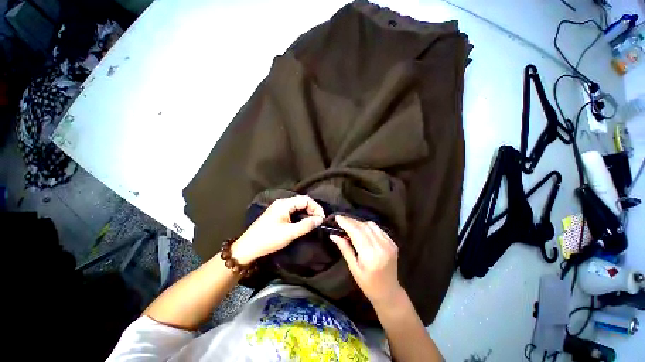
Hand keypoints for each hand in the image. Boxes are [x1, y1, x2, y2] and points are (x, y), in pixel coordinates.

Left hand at [231, 195, 324, 264]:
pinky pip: (292, 210)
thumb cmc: (269, 239)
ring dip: (307, 212)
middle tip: (319, 221)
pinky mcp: (277, 213)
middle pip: (302, 201)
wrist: (248, 247)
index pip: (305, 199)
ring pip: (297, 206)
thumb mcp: (290, 233)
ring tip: (313, 222)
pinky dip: (300, 215)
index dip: (316, 207)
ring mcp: (278, 207)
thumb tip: (320, 219)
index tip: (322, 218)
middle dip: (312, 210)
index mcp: (284, 204)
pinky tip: (303, 222)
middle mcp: (282, 202)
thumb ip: (306, 225)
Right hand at [330, 215, 403, 307]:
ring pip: (371, 225)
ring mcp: (389, 244)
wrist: (389, 292)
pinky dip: (368, 226)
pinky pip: (378, 229)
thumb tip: (333, 235)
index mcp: (370, 255)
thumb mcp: (353, 268)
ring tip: (350, 224)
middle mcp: (381, 246)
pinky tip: (362, 229)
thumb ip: (345, 248)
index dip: (346, 223)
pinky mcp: (393, 243)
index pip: (356, 232)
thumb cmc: (368, 284)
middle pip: (363, 226)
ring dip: (359, 222)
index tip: (337, 217)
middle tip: (341, 219)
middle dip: (351, 221)